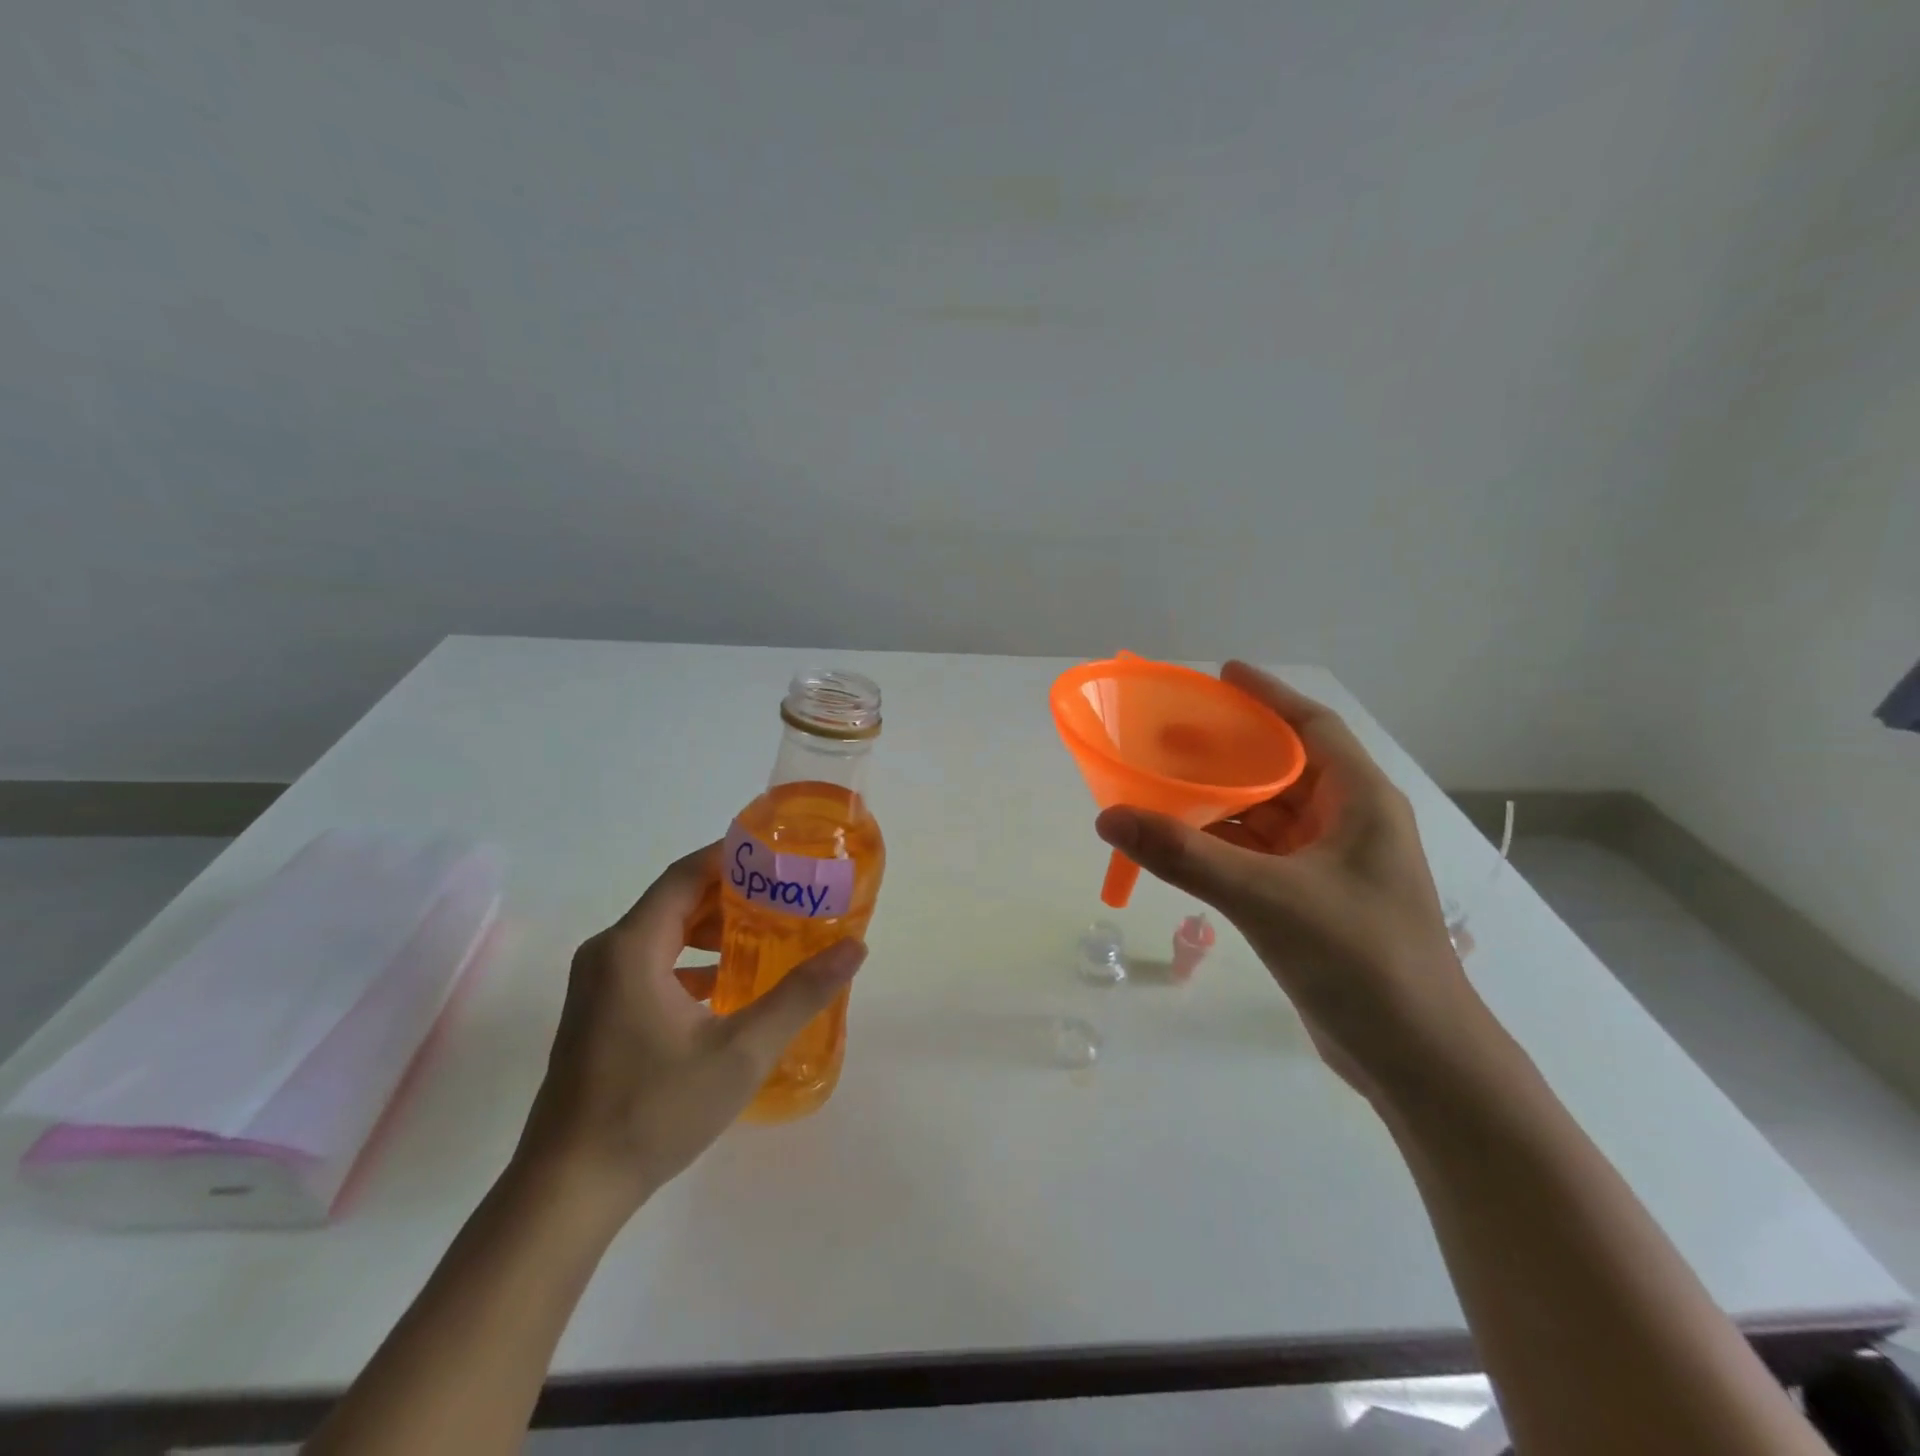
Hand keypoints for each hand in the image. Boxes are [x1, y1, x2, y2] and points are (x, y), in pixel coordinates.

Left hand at [514, 844, 865, 1213]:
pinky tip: (729, 985)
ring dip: (712, 929)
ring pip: (663, 934)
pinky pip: (651, 964)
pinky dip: (691, 961)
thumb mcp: (741, 1051)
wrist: (568, 1191)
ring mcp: (598, 986)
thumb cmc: (653, 1110)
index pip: (686, 875)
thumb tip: (855, 949)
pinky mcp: (599, 1013)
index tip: (780, 854)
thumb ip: (799, 995)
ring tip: (767, 933)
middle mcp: (608, 954)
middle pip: (675, 900)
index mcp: (632, 947)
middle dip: (731, 893)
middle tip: (786, 894)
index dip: (732, 857)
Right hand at [1095, 662, 1485, 1099]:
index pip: (1312, 727)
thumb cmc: (1360, 960)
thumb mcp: (1266, 898)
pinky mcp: (1313, 901)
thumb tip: (1108, 817)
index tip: (1220, 675)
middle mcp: (1349, 824)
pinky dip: (1222, 843)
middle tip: (1170, 734)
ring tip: (1163, 783)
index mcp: (1360, 802)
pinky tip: (1182, 842)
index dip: (1267, 696)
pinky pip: (1259, 854)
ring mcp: (1332, 866)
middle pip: (1283, 768)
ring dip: (1220, 800)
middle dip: (1229, 749)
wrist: (1417, 1061)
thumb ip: (1185, 856)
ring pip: (1267, 815)